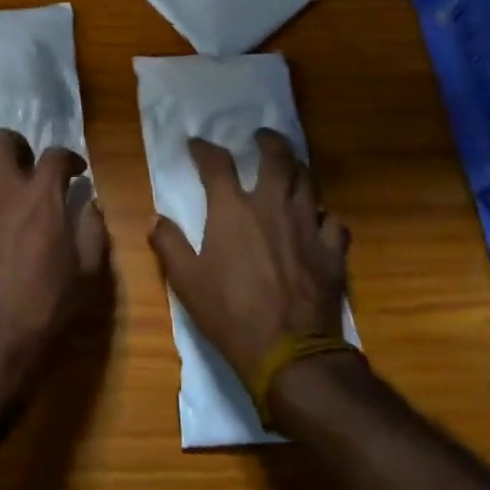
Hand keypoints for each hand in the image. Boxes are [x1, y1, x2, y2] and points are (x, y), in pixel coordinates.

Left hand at [0, 129, 107, 422]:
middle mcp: (1, 190)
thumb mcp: (88, 275)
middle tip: (20, 167)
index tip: (72, 172)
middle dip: (13, 147)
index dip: (67, 158)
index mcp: (41, 199)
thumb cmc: (45, 313)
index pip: (55, 156)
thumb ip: (93, 232)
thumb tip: (90, 203)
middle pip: (0, 140)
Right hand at [148, 129, 349, 386]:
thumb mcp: (186, 282)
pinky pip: (332, 221)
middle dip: (268, 141)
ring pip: (308, 181)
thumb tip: (156, 218)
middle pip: (276, 157)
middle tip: (261, 137)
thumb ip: (169, 244)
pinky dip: (323, 215)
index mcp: (233, 209)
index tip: (197, 144)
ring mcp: (307, 225)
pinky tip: (317, 221)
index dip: (204, 149)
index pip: (217, 163)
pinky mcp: (332, 250)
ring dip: (296, 169)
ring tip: (289, 169)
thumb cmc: (230, 313)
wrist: (289, 352)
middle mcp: (272, 205)